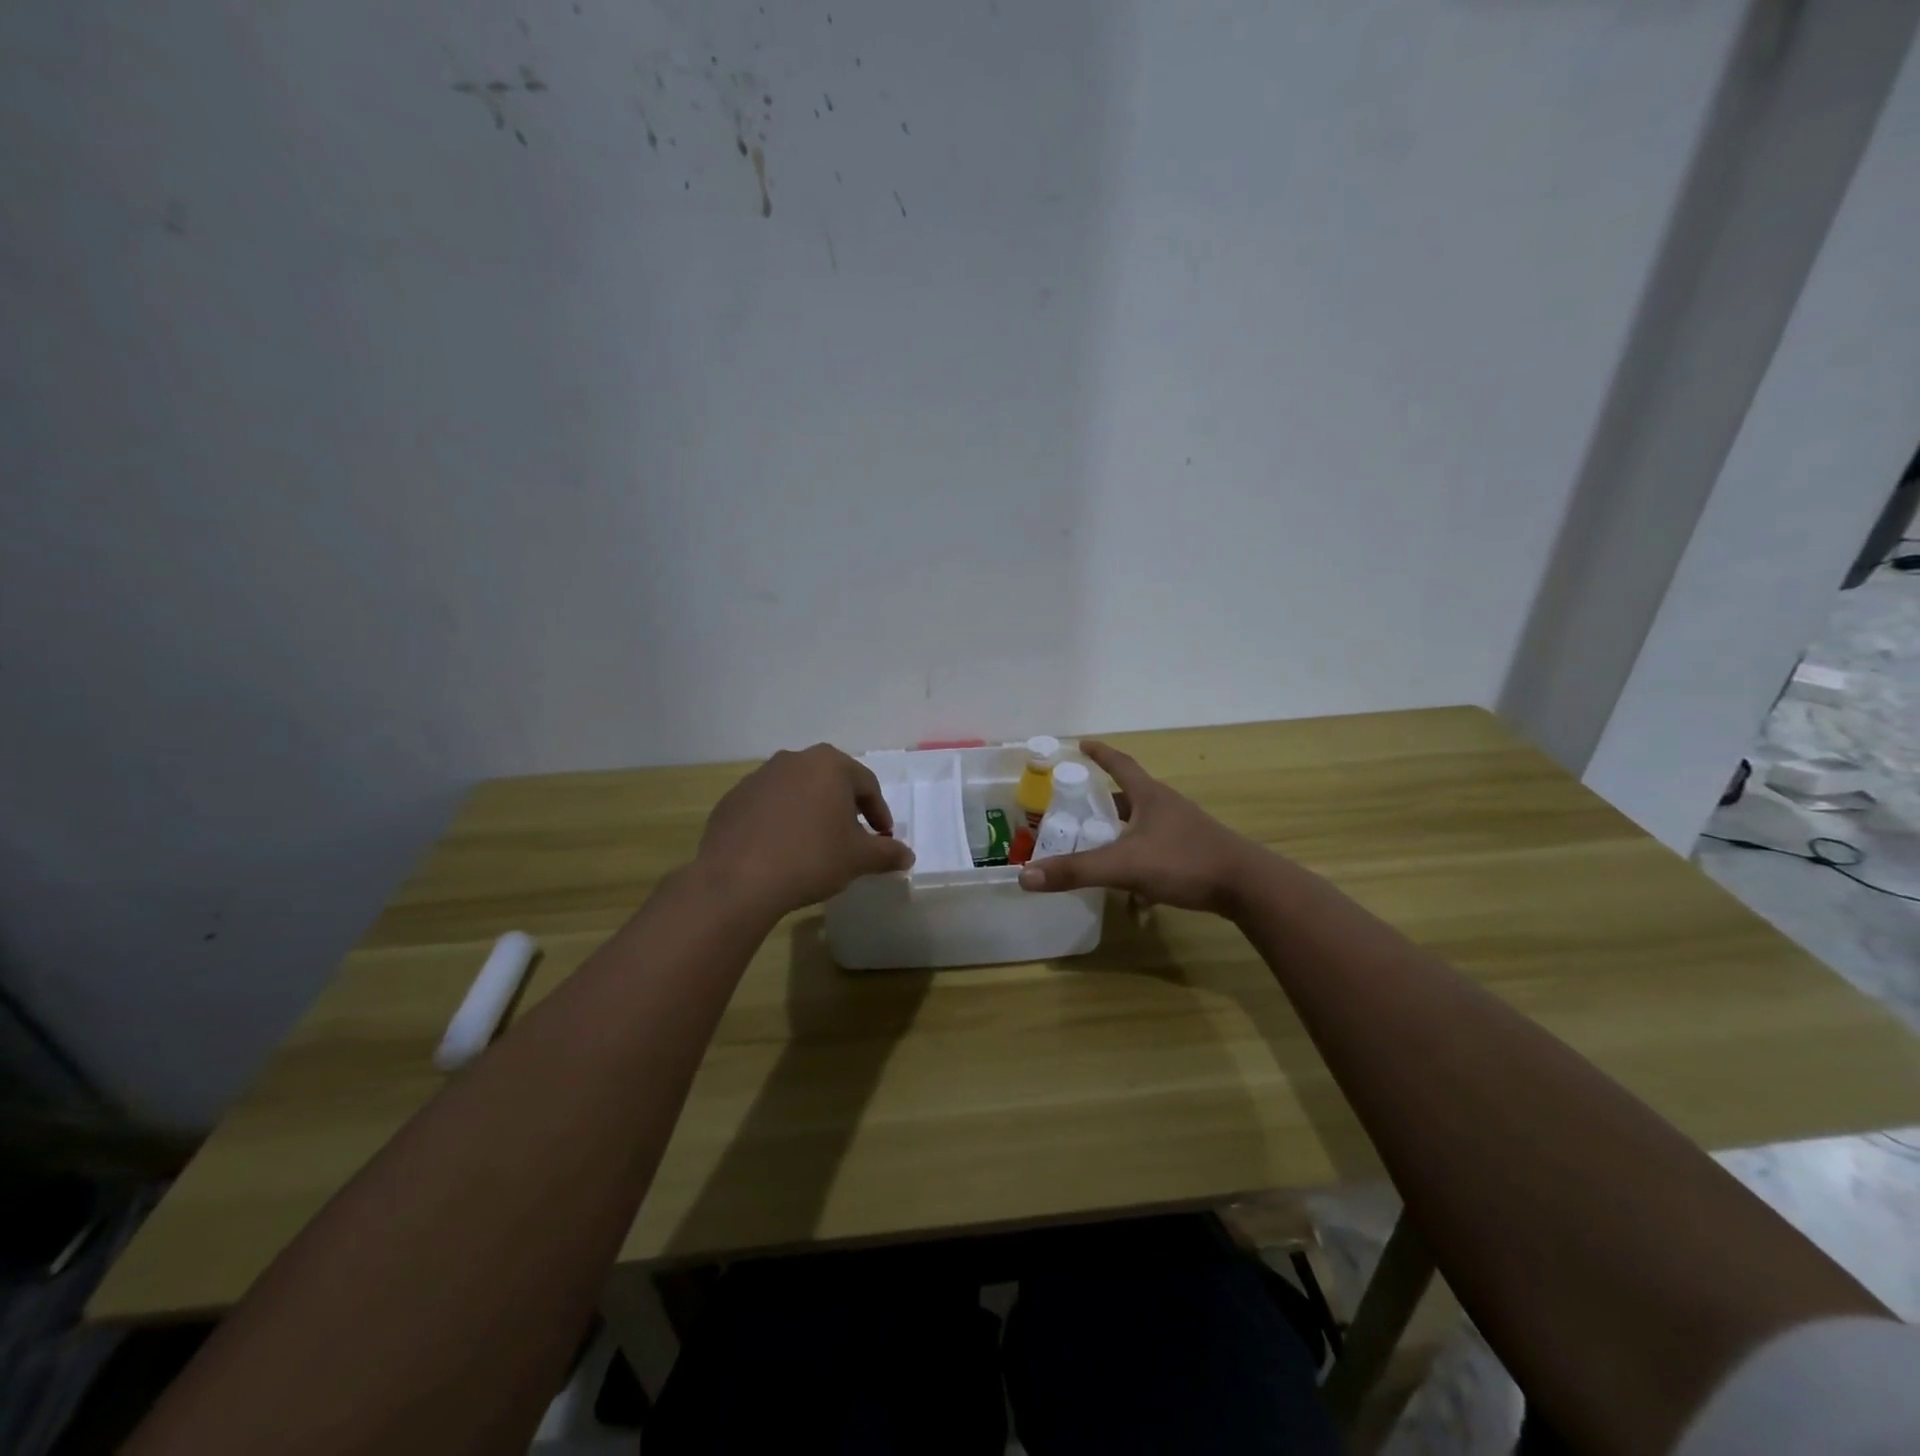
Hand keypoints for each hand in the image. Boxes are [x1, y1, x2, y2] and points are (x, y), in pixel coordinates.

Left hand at [696, 744, 914, 917]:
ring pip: (797, 791)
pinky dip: (780, 822)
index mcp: (830, 764)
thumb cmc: (811, 858)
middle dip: (845, 808)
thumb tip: (907, 856)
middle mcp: (794, 760)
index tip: (883, 838)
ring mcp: (759, 777)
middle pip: (831, 782)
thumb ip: (887, 853)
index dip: (880, 813)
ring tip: (815, 844)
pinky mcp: (733, 799)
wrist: (738, 879)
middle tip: (852, 837)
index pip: (867, 785)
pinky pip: (768, 807)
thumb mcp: (858, 858)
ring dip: (811, 812)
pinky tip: (781, 850)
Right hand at [1016, 740, 1261, 915]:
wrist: (1247, 887)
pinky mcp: (1193, 854)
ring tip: (1097, 849)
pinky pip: (1157, 852)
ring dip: (1120, 835)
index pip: (1120, 764)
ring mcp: (1183, 830)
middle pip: (1129, 797)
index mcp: (1150, 796)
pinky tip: (1133, 896)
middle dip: (1103, 802)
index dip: (1100, 754)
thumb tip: (1025, 875)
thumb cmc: (1184, 862)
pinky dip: (1139, 865)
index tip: (1082, 745)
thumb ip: (1076, 871)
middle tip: (1076, 809)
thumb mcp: (1124, 866)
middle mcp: (1166, 807)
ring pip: (1142, 827)